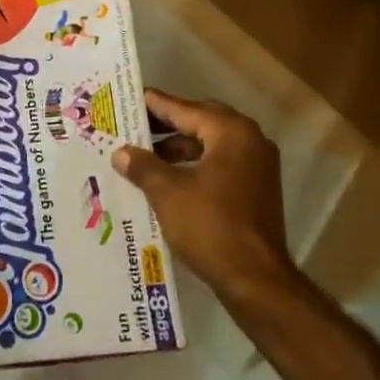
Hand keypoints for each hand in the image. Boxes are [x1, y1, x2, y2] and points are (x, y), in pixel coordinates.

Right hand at [111, 89, 293, 299]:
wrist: (256, 281)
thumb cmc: (210, 226)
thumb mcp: (167, 192)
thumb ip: (143, 166)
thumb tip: (121, 153)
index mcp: (231, 132)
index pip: (184, 108)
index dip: (154, 105)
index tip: (129, 99)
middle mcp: (250, 140)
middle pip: (201, 120)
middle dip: (167, 124)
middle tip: (135, 126)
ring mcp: (258, 166)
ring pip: (211, 143)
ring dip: (180, 146)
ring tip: (146, 155)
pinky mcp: (257, 189)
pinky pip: (221, 163)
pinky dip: (195, 164)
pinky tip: (169, 178)